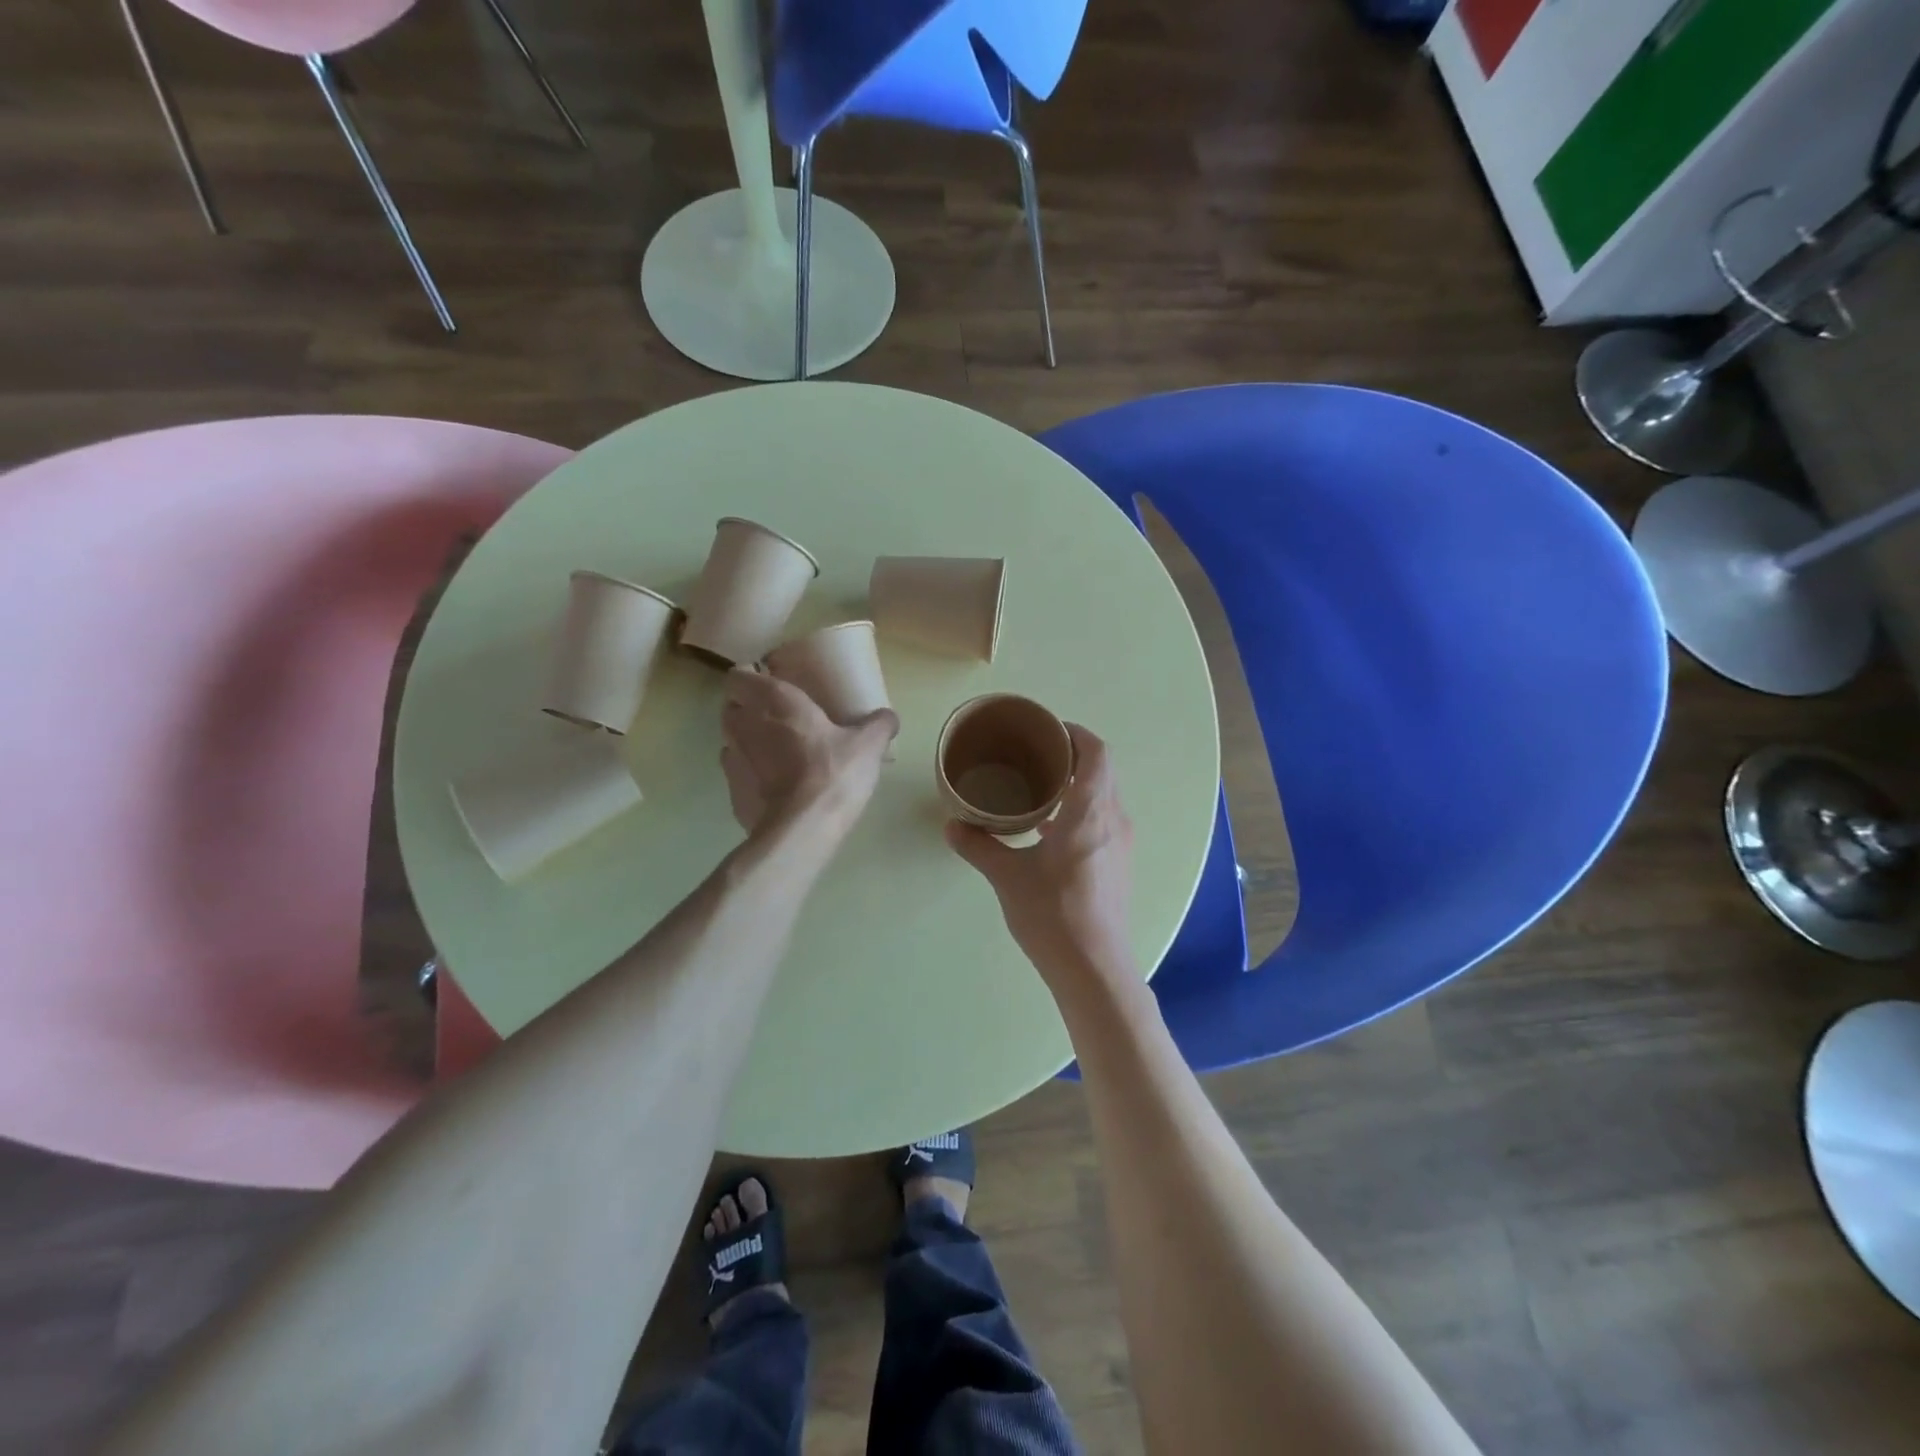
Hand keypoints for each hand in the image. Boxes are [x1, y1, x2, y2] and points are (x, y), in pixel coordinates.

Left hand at [720, 668, 897, 834]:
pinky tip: (775, 789)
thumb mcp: (868, 746)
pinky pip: (739, 775)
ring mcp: (732, 760)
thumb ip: (879, 725)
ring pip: (732, 741)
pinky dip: (752, 777)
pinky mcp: (732, 792)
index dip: (750, 679)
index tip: (768, 685)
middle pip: (732, 708)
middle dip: (748, 711)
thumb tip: (887, 717)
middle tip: (779, 720)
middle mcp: (745, 724)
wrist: (801, 831)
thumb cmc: (833, 774)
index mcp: (775, 702)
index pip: (739, 677)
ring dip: (748, 744)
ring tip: (776, 756)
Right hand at [945, 724, 1135, 997]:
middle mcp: (1113, 820)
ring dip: (1078, 787)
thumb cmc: (1052, 914)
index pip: (1097, 753)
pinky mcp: (1118, 865)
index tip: (1048, 732)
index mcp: (1090, 812)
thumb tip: (952, 825)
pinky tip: (1050, 831)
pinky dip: (1081, 812)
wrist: (1093, 968)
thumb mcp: (1007, 877)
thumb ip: (979, 846)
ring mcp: (1120, 845)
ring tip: (1039, 790)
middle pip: (1102, 772)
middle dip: (1072, 758)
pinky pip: (1104, 821)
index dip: (1076, 734)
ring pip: (1104, 798)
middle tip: (1035, 758)